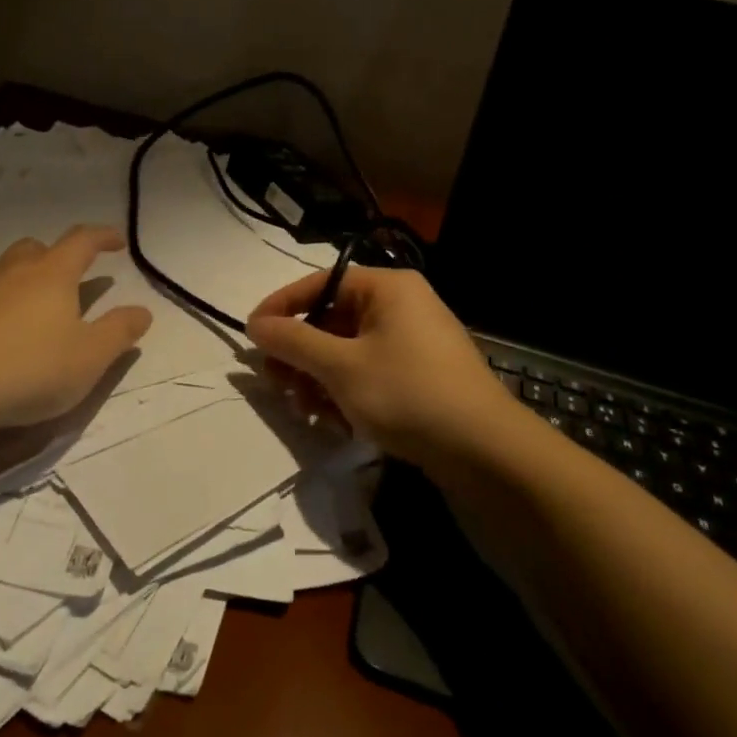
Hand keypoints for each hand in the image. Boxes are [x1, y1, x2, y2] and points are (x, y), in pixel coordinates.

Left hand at [0, 225, 152, 432]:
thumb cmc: (26, 369)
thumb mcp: (88, 359)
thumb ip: (119, 332)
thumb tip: (142, 310)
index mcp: (52, 273)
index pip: (83, 240)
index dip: (104, 236)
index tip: (118, 242)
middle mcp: (13, 269)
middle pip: (39, 248)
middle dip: (60, 257)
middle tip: (72, 281)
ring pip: (7, 270)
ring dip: (26, 281)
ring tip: (34, 314)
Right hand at [247, 266, 514, 472]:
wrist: (486, 452)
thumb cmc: (407, 394)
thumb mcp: (340, 367)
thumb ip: (293, 342)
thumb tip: (255, 324)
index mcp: (387, 288)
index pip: (319, 284)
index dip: (280, 308)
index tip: (251, 336)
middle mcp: (401, 306)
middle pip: (331, 320)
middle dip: (300, 356)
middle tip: (277, 385)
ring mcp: (413, 343)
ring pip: (347, 352)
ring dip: (318, 380)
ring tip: (306, 412)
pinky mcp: (420, 376)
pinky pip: (368, 373)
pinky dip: (346, 393)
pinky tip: (336, 424)